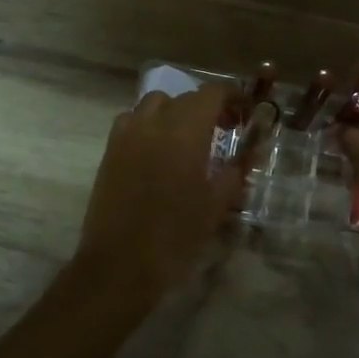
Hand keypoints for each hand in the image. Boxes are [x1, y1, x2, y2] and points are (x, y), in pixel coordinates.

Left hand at [74, 84, 244, 300]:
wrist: (121, 263)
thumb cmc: (176, 234)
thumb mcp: (216, 205)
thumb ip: (236, 172)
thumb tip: (248, 155)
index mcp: (186, 131)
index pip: (212, 94)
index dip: (232, 97)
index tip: (245, 115)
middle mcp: (155, 122)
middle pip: (185, 97)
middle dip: (207, 108)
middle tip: (223, 131)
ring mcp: (127, 134)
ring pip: (154, 104)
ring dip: (175, 112)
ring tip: (187, 138)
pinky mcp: (110, 150)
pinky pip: (132, 121)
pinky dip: (149, 124)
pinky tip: (157, 151)